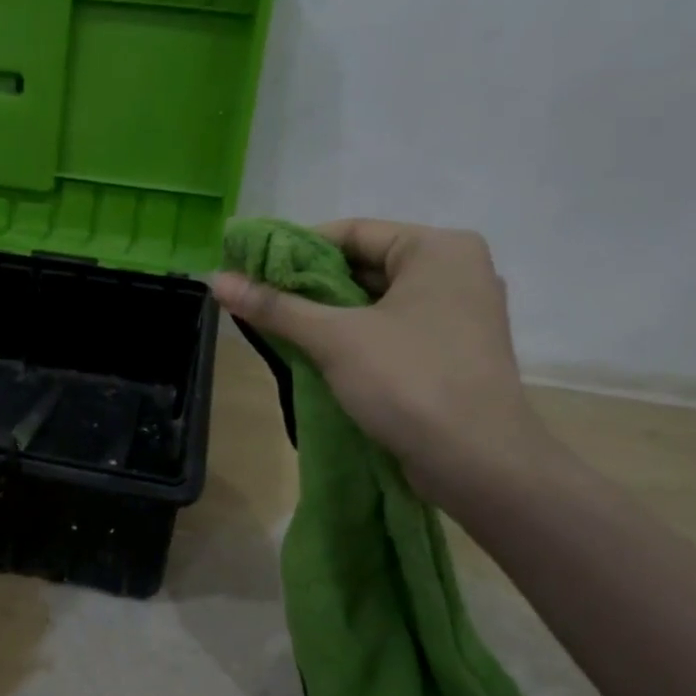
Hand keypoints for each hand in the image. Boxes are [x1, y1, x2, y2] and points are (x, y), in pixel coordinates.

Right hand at [211, 219, 554, 506]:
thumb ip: (276, 306)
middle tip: (258, 300)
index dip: (295, 248)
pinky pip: (393, 328)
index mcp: (438, 248)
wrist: (479, 464)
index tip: (251, 269)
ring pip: (377, 300)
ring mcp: (458, 313)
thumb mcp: (335, 339)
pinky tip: (316, 351)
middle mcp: (456, 270)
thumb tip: (217, 280)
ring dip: (328, 313)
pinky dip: (355, 335)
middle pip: (364, 264)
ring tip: (277, 326)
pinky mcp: (454, 351)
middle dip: (310, 284)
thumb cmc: (410, 382)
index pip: (351, 232)